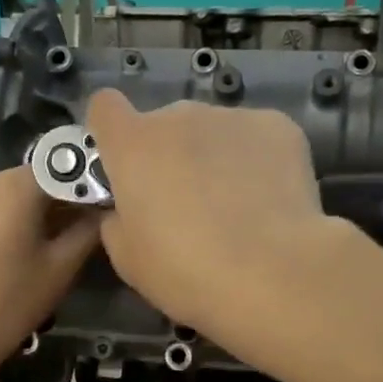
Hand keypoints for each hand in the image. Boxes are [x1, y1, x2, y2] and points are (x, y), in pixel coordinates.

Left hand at [0, 166, 100, 381]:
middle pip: (47, 177)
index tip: (123, 203)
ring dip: (56, 210)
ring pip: (28, 194)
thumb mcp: (61, 266)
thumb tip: (111, 209)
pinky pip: (8, 207)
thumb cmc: (9, 300)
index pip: (70, 166)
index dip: (99, 182)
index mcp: (16, 183)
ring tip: (84, 236)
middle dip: (77, 197)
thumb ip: (90, 230)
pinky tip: (50, 244)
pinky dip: (32, 219)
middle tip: (108, 223)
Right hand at [85, 90, 336, 344]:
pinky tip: (268, 199)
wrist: (272, 274)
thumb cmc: (186, 271)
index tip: (122, 164)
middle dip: (169, 154)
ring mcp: (232, 117)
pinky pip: (255, 138)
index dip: (111, 132)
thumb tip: (126, 209)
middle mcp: (179, 116)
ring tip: (235, 206)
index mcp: (133, 144)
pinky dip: (256, 160)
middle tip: (185, 204)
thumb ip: (118, 219)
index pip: (105, 107)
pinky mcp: (277, 126)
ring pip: (212, 131)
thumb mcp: (128, 258)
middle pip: (164, 124)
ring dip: (213, 156)